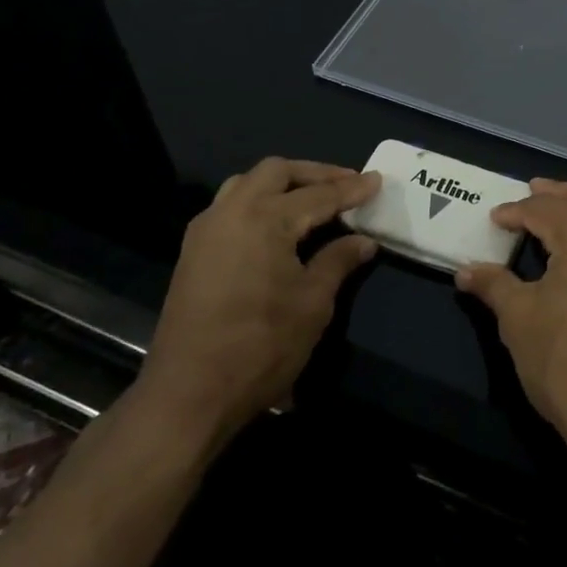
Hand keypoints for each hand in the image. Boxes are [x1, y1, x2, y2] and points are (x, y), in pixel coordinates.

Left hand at [136, 157, 379, 446]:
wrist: (189, 394)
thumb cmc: (261, 346)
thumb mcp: (313, 303)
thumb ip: (338, 261)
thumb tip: (364, 241)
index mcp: (264, 220)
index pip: (318, 195)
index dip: (351, 189)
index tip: (377, 181)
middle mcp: (231, 212)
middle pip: (276, 172)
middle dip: (315, 174)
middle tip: (347, 185)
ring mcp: (207, 231)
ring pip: (247, 184)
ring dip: (283, 184)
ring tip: (313, 199)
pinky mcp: (194, 252)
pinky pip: (231, 206)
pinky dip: (260, 201)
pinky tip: (279, 224)